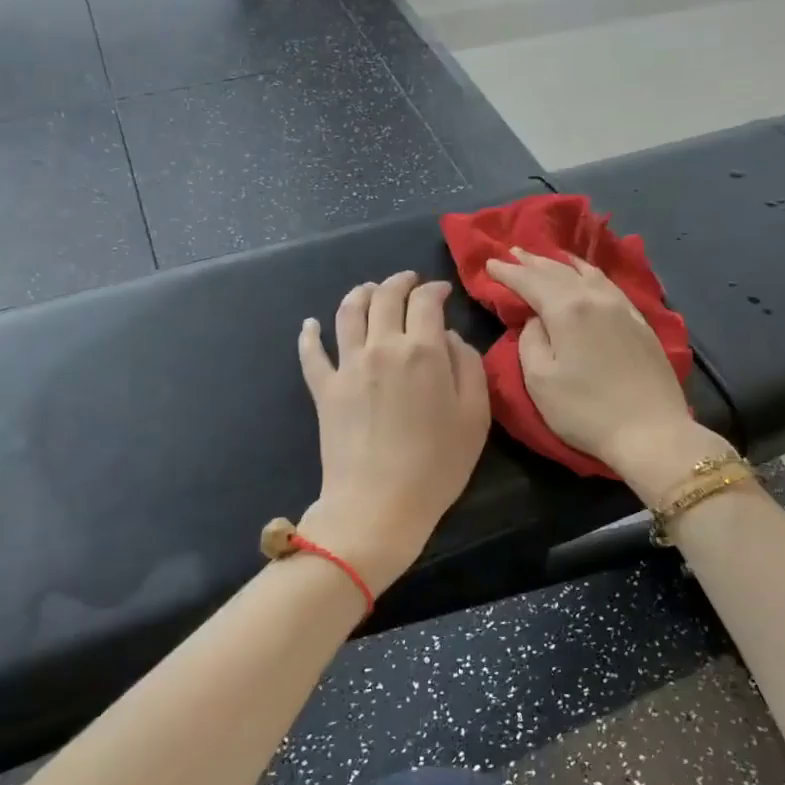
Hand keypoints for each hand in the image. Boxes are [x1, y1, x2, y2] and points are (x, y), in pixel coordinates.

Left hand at [296, 270, 491, 591]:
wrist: (379, 503)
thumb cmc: (437, 465)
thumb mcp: (475, 416)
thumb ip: (468, 366)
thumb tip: (448, 337)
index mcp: (422, 350)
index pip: (426, 301)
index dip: (435, 289)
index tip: (442, 291)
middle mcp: (381, 346)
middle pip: (385, 297)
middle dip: (399, 282)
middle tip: (409, 281)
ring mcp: (347, 366)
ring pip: (348, 312)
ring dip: (360, 293)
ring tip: (369, 289)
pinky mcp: (323, 389)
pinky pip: (311, 353)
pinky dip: (309, 334)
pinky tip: (310, 324)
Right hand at [484, 248, 727, 497]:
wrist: (651, 431)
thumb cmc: (586, 411)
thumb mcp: (540, 380)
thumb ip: (530, 341)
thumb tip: (535, 320)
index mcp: (567, 309)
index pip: (530, 281)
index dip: (508, 272)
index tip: (490, 263)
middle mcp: (596, 298)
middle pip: (558, 271)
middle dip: (532, 261)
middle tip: (512, 252)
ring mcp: (622, 307)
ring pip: (587, 273)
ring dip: (562, 262)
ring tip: (546, 256)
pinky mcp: (641, 321)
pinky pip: (608, 284)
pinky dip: (589, 273)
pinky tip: (587, 275)